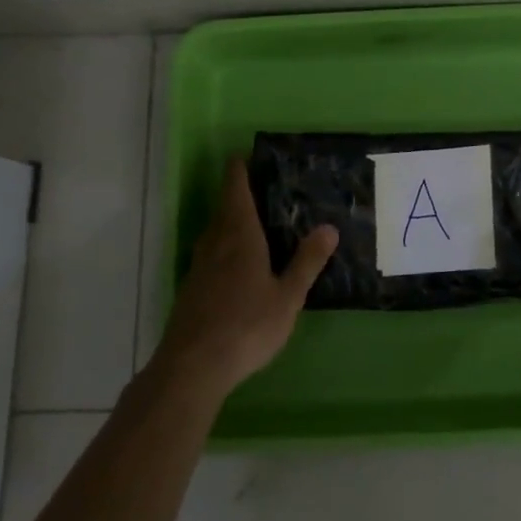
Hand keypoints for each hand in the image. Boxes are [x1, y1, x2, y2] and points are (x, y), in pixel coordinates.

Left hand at [157, 155, 338, 394]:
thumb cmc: (246, 325)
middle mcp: (215, 242)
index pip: (235, 188)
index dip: (240, 168)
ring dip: (231, 220)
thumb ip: (307, 262)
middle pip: (224, 207)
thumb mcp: (287, 296)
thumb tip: (329, 227)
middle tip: (266, 188)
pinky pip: (210, 253)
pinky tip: (238, 264)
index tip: (250, 155)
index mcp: (239, 235)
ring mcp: (199, 266)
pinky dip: (225, 246)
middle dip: (240, 193)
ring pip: (215, 231)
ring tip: (256, 222)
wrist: (192, 366)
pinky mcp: (191, 288)